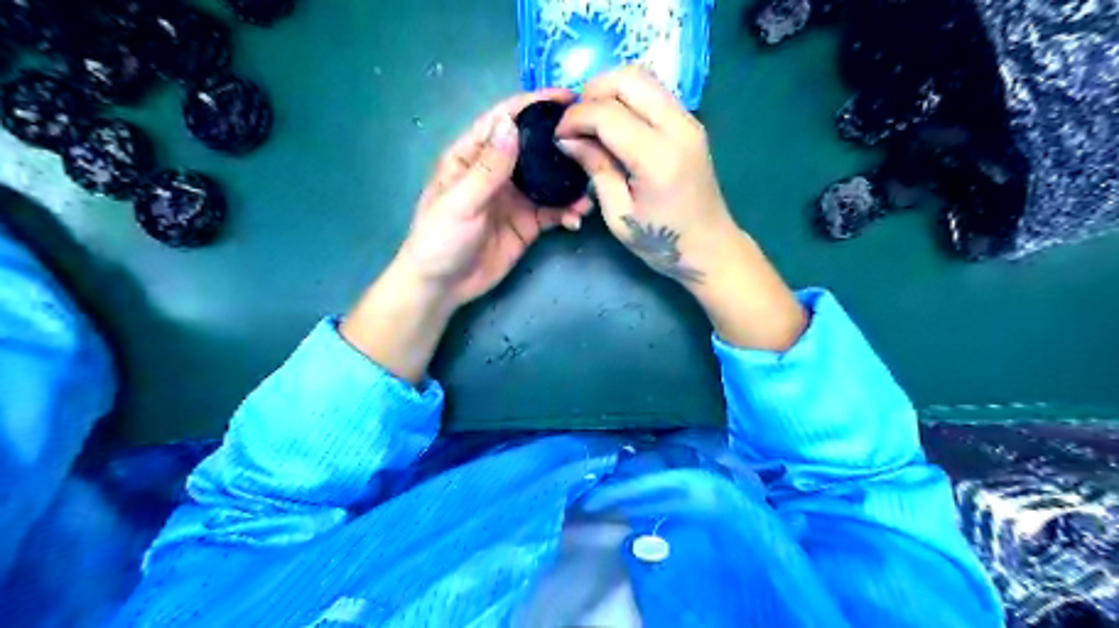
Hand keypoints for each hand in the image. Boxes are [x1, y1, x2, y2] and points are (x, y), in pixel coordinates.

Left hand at [394, 88, 589, 307]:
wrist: (443, 286)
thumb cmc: (440, 239)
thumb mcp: (460, 202)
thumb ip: (488, 167)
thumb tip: (511, 124)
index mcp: (473, 157)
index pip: (504, 121)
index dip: (532, 105)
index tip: (565, 97)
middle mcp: (498, 172)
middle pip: (534, 148)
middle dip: (561, 142)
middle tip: (593, 140)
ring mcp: (515, 198)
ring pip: (549, 181)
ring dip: (570, 184)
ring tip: (589, 190)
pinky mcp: (528, 224)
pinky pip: (553, 212)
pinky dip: (567, 212)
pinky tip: (576, 218)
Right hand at [557, 69, 803, 352]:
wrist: (710, 248)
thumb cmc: (661, 242)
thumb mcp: (618, 215)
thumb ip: (596, 169)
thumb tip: (568, 139)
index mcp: (657, 158)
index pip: (608, 113)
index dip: (576, 118)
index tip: (558, 136)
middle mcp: (677, 128)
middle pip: (628, 78)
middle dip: (592, 92)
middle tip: (575, 123)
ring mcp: (689, 121)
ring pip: (643, 77)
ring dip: (610, 90)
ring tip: (592, 121)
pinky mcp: (690, 123)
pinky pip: (654, 92)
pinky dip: (627, 97)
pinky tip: (614, 124)